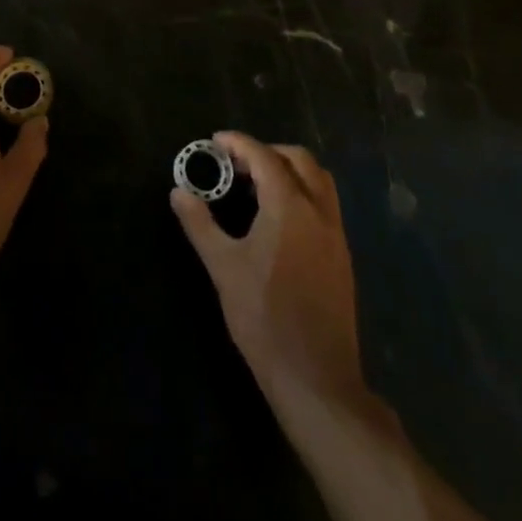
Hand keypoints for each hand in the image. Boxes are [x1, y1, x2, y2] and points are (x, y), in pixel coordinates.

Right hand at [172, 132, 361, 404]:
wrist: (316, 378)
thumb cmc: (264, 318)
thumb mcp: (223, 268)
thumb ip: (200, 224)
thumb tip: (178, 192)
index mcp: (290, 207)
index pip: (264, 157)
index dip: (238, 143)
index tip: (215, 142)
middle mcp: (318, 211)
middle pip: (298, 160)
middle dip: (267, 151)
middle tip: (237, 164)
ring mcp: (335, 234)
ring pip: (318, 180)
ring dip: (289, 170)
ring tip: (258, 186)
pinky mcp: (342, 256)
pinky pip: (325, 205)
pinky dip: (303, 193)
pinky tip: (279, 219)